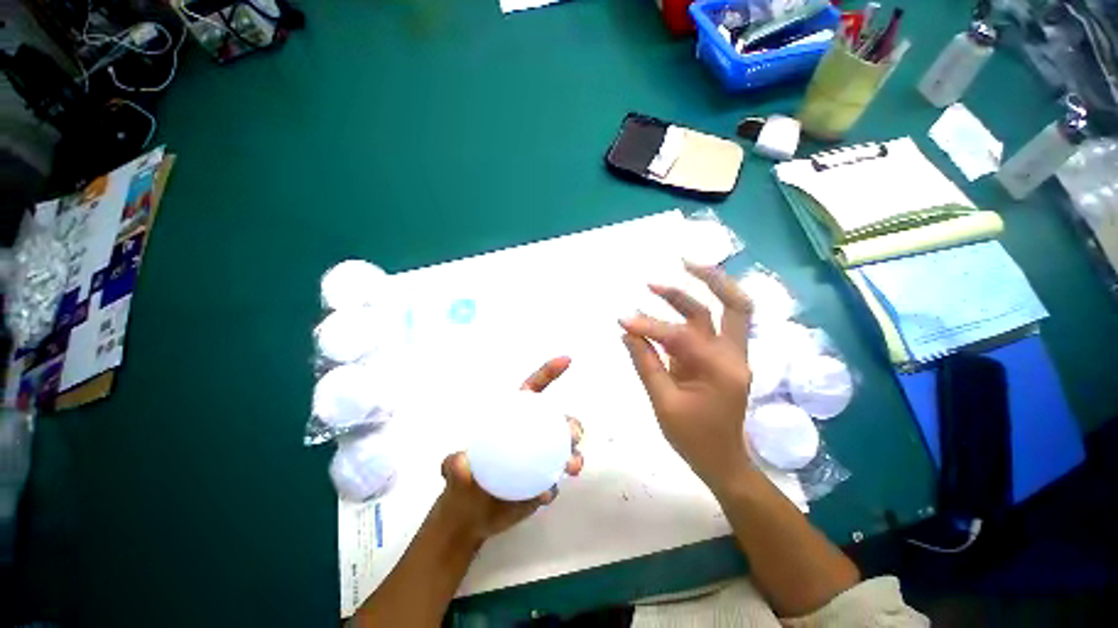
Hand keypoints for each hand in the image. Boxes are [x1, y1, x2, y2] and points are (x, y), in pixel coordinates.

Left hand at [437, 357, 583, 542]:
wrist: (469, 520)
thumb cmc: (461, 485)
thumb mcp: (453, 472)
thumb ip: (454, 466)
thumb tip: (461, 462)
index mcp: (513, 419)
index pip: (533, 390)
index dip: (549, 373)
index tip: (566, 360)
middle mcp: (530, 435)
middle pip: (557, 422)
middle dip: (571, 423)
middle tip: (572, 433)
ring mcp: (540, 459)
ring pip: (564, 450)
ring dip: (574, 454)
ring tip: (571, 466)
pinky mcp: (543, 481)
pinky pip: (556, 480)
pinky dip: (556, 484)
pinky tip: (547, 494)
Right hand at [620, 262, 755, 493]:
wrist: (723, 461)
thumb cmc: (694, 438)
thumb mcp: (663, 403)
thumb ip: (645, 363)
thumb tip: (627, 332)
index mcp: (721, 370)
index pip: (681, 336)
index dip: (649, 326)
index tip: (622, 320)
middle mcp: (733, 356)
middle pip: (735, 305)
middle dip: (712, 279)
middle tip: (683, 262)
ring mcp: (731, 355)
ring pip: (726, 311)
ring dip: (701, 290)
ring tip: (666, 279)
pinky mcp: (722, 358)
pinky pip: (712, 326)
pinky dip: (694, 311)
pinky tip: (673, 303)